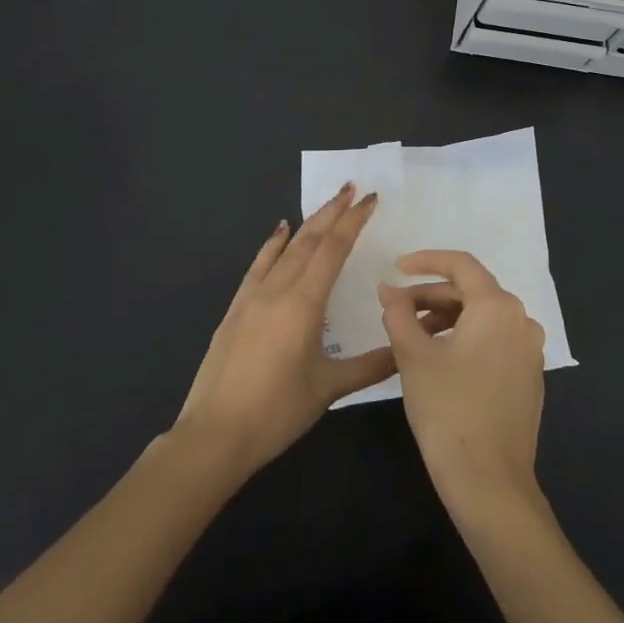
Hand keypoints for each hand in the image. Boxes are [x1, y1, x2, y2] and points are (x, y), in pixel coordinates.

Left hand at [176, 185, 395, 473]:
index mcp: (304, 303)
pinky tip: (281, 231)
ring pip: (286, 247)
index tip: (371, 198)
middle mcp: (278, 289)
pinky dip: (273, 243)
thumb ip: (372, 365)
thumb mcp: (330, 388)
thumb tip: (408, 349)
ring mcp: (253, 296)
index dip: (353, 221)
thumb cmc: (277, 411)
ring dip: (309, 222)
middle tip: (353, 188)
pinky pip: (259, 264)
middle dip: (334, 211)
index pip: (333, 249)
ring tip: (328, 203)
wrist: (215, 434)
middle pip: (310, 239)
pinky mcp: (236, 308)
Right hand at [378, 250, 546, 521]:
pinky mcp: (528, 376)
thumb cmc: (448, 410)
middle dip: (431, 295)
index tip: (396, 268)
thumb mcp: (414, 357)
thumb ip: (398, 314)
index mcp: (498, 307)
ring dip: (446, 318)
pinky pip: (494, 341)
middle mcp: (521, 320)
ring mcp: (529, 350)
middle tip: (396, 309)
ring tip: (411, 336)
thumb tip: (389, 289)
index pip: (460, 265)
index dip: (426, 261)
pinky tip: (439, 360)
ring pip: (482, 318)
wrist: (489, 482)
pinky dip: (465, 339)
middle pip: (472, 292)